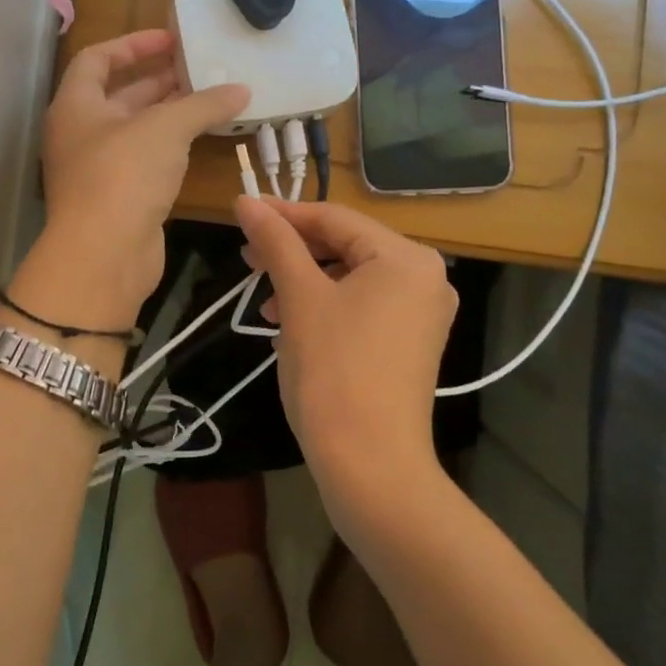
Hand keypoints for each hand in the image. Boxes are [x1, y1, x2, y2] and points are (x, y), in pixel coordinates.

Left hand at [30, 30, 246, 325]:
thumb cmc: (124, 175)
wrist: (104, 256)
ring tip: (211, 99)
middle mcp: (80, 133)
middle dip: (159, 79)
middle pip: (119, 94)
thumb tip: (241, 89)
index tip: (171, 39)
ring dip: (170, 114)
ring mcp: (97, 168)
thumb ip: (203, 104)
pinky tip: (202, 140)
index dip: (133, 44)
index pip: (97, 59)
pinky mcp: (117, 197)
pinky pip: (145, 159)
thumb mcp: (166, 129)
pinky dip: (171, 146)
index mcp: (75, 105)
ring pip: (136, 129)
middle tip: (202, 69)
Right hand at [236, 196, 456, 514]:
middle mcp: (425, 278)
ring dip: (304, 284)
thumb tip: (245, 200)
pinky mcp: (410, 343)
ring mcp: (421, 313)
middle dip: (293, 253)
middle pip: (345, 247)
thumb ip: (275, 242)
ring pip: (350, 279)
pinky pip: (362, 307)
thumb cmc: (333, 370)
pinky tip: (289, 329)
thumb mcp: (299, 297)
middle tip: (247, 260)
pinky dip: (324, 309)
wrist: (370, 466)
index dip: (284, 214)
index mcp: (406, 258)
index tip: (241, 212)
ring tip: (265, 306)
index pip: (335, 219)